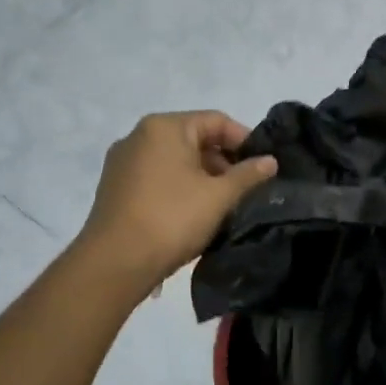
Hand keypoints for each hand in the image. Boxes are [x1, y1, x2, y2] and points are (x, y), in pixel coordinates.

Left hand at [77, 111, 277, 284]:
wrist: (114, 263)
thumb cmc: (172, 219)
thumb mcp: (219, 197)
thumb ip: (248, 175)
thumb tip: (270, 161)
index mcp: (164, 127)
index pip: (215, 120)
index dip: (244, 140)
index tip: (262, 166)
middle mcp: (139, 136)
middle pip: (193, 138)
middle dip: (223, 161)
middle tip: (244, 189)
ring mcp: (123, 162)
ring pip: (174, 159)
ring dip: (202, 176)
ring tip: (222, 204)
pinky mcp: (115, 187)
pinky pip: (156, 176)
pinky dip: (179, 186)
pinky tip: (192, 212)